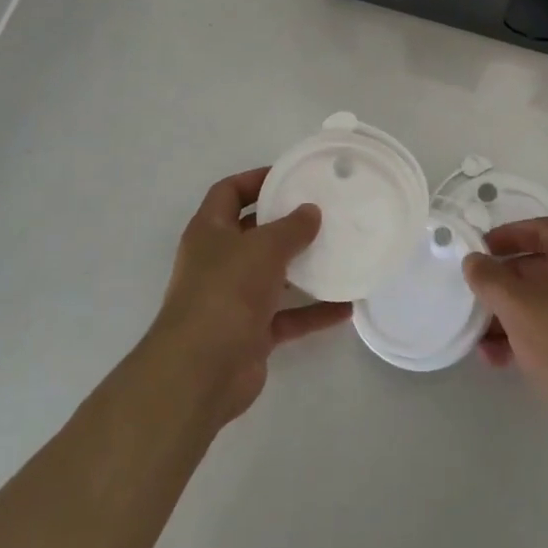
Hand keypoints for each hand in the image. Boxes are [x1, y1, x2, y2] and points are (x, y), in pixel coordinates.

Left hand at [147, 168, 350, 426]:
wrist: (201, 371)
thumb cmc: (226, 292)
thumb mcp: (263, 248)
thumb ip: (291, 227)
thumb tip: (311, 211)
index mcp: (210, 232)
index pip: (229, 192)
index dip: (256, 179)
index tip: (291, 175)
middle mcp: (218, 262)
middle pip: (254, 233)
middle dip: (286, 224)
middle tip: (324, 212)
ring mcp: (233, 299)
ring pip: (273, 276)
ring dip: (303, 268)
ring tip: (339, 253)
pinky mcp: (250, 333)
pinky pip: (288, 316)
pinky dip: (313, 312)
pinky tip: (346, 307)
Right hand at [463, 217, 547, 437]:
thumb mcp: (517, 308)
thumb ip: (489, 279)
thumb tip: (474, 261)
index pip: (543, 229)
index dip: (509, 234)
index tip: (482, 250)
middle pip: (543, 267)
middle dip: (505, 283)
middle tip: (478, 299)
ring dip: (513, 315)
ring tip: (484, 342)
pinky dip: (532, 335)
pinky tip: (505, 360)